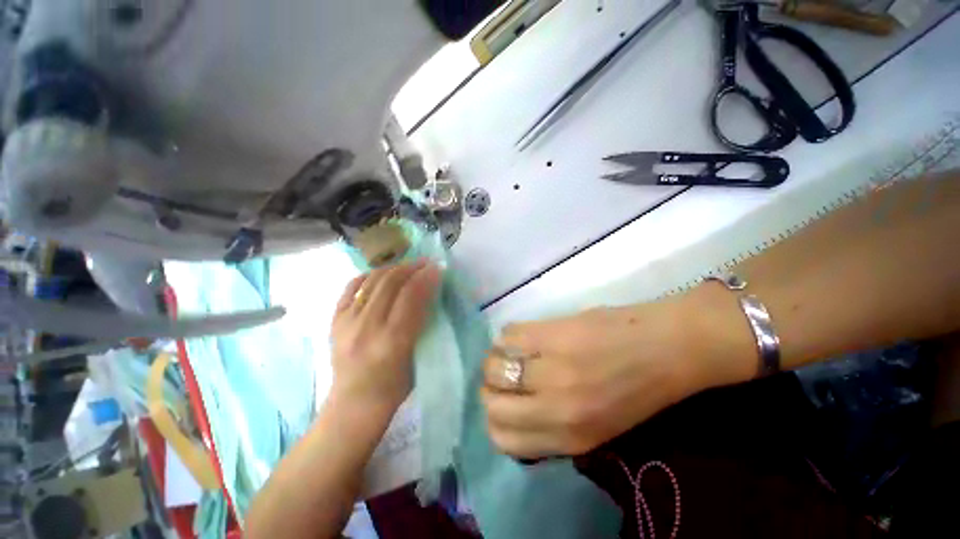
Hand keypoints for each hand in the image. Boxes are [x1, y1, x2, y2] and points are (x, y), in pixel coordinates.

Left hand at [330, 260, 440, 411]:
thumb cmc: (394, 387)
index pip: (411, 296)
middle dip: (411, 268)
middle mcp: (367, 327)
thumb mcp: (418, 357)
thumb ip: (423, 324)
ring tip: (407, 266)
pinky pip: (352, 287)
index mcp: (393, 341)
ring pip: (372, 281)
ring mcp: (346, 322)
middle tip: (425, 263)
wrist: (353, 404)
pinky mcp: (334, 320)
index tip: (437, 268)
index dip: (426, 278)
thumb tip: (430, 293)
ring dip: (393, 268)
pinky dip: (369, 275)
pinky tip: (382, 274)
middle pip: (391, 283)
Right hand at [481, 301, 708, 458]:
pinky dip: (506, 336)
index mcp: (571, 437)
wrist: (668, 347)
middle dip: (490, 388)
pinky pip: (508, 335)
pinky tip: (520, 335)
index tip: (503, 402)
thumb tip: (516, 411)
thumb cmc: (638, 389)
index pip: (503, 438)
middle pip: (491, 402)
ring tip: (509, 352)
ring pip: (493, 366)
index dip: (495, 419)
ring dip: (495, 359)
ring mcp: (552, 367)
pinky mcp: (552, 333)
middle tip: (503, 375)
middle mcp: (555, 407)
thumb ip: (556, 427)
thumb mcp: (601, 428)